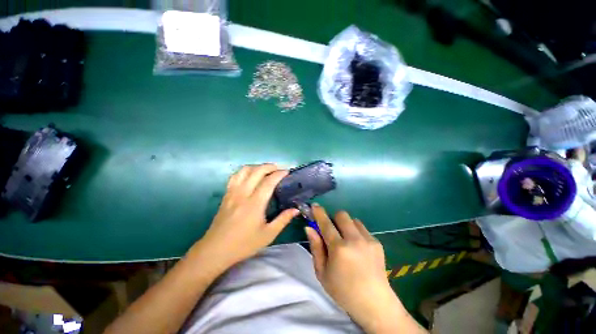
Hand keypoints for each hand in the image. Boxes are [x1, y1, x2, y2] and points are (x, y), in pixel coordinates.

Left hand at [194, 164, 298, 269]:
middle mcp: (243, 194)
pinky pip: (235, 176)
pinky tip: (250, 176)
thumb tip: (296, 209)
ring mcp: (232, 192)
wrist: (215, 250)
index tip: (287, 172)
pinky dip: (245, 171)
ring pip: (244, 170)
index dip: (279, 174)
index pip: (268, 181)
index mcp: (255, 203)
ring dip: (257, 167)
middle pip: (256, 171)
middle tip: (278, 169)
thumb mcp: (268, 235)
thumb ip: (283, 220)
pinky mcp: (226, 195)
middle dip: (269, 166)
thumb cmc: (243, 244)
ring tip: (265, 171)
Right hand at [305, 205, 424, 332]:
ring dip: (346, 225)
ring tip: (347, 240)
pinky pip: (362, 228)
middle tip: (333, 230)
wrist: (374, 303)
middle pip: (342, 215)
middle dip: (334, 218)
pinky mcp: (377, 242)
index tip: (315, 206)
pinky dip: (356, 232)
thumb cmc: (343, 290)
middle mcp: (354, 240)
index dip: (319, 212)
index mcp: (339, 249)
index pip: (326, 223)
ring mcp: (368, 240)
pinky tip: (357, 248)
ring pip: (353, 220)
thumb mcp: (322, 272)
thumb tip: (309, 228)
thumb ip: (315, 247)